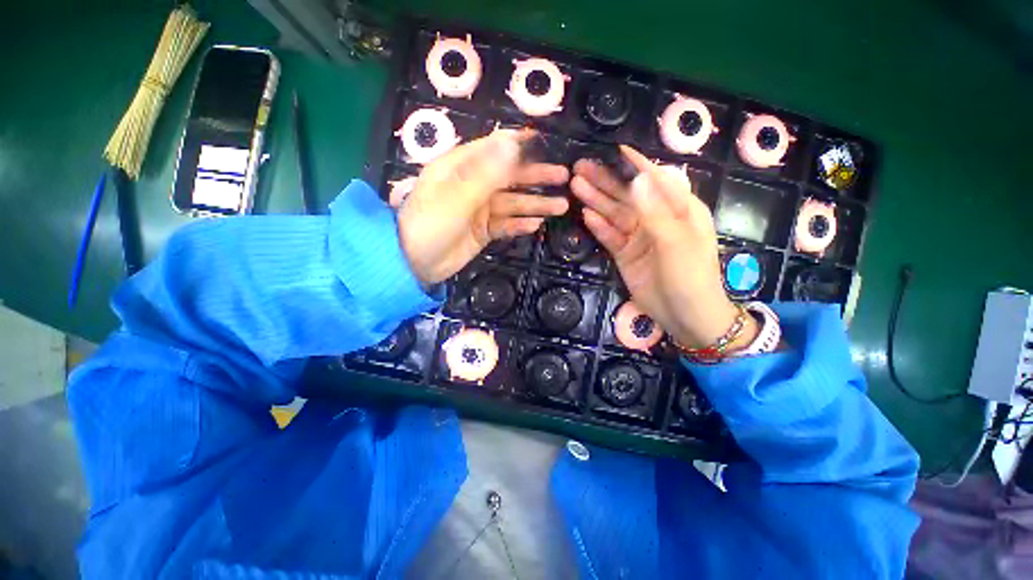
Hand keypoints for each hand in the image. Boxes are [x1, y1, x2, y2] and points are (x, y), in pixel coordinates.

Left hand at [399, 130, 569, 284]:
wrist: (414, 264)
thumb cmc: (430, 225)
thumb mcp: (456, 198)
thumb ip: (485, 173)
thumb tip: (512, 143)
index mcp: (461, 168)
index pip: (494, 149)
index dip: (518, 143)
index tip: (544, 140)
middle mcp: (473, 185)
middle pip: (510, 177)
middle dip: (536, 177)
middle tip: (564, 177)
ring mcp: (479, 210)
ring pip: (512, 203)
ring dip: (536, 204)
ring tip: (561, 206)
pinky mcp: (483, 231)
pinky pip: (506, 225)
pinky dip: (520, 225)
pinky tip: (536, 225)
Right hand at [570, 146, 753, 348]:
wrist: (686, 315)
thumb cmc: (691, 276)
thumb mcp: (676, 242)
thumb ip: (655, 212)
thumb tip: (638, 179)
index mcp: (679, 209)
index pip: (656, 179)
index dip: (636, 164)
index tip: (616, 148)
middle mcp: (657, 218)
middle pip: (628, 196)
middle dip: (605, 181)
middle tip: (580, 167)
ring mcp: (639, 237)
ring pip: (615, 214)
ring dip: (596, 200)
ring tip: (575, 185)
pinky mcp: (626, 254)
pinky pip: (610, 236)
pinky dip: (598, 226)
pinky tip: (585, 214)